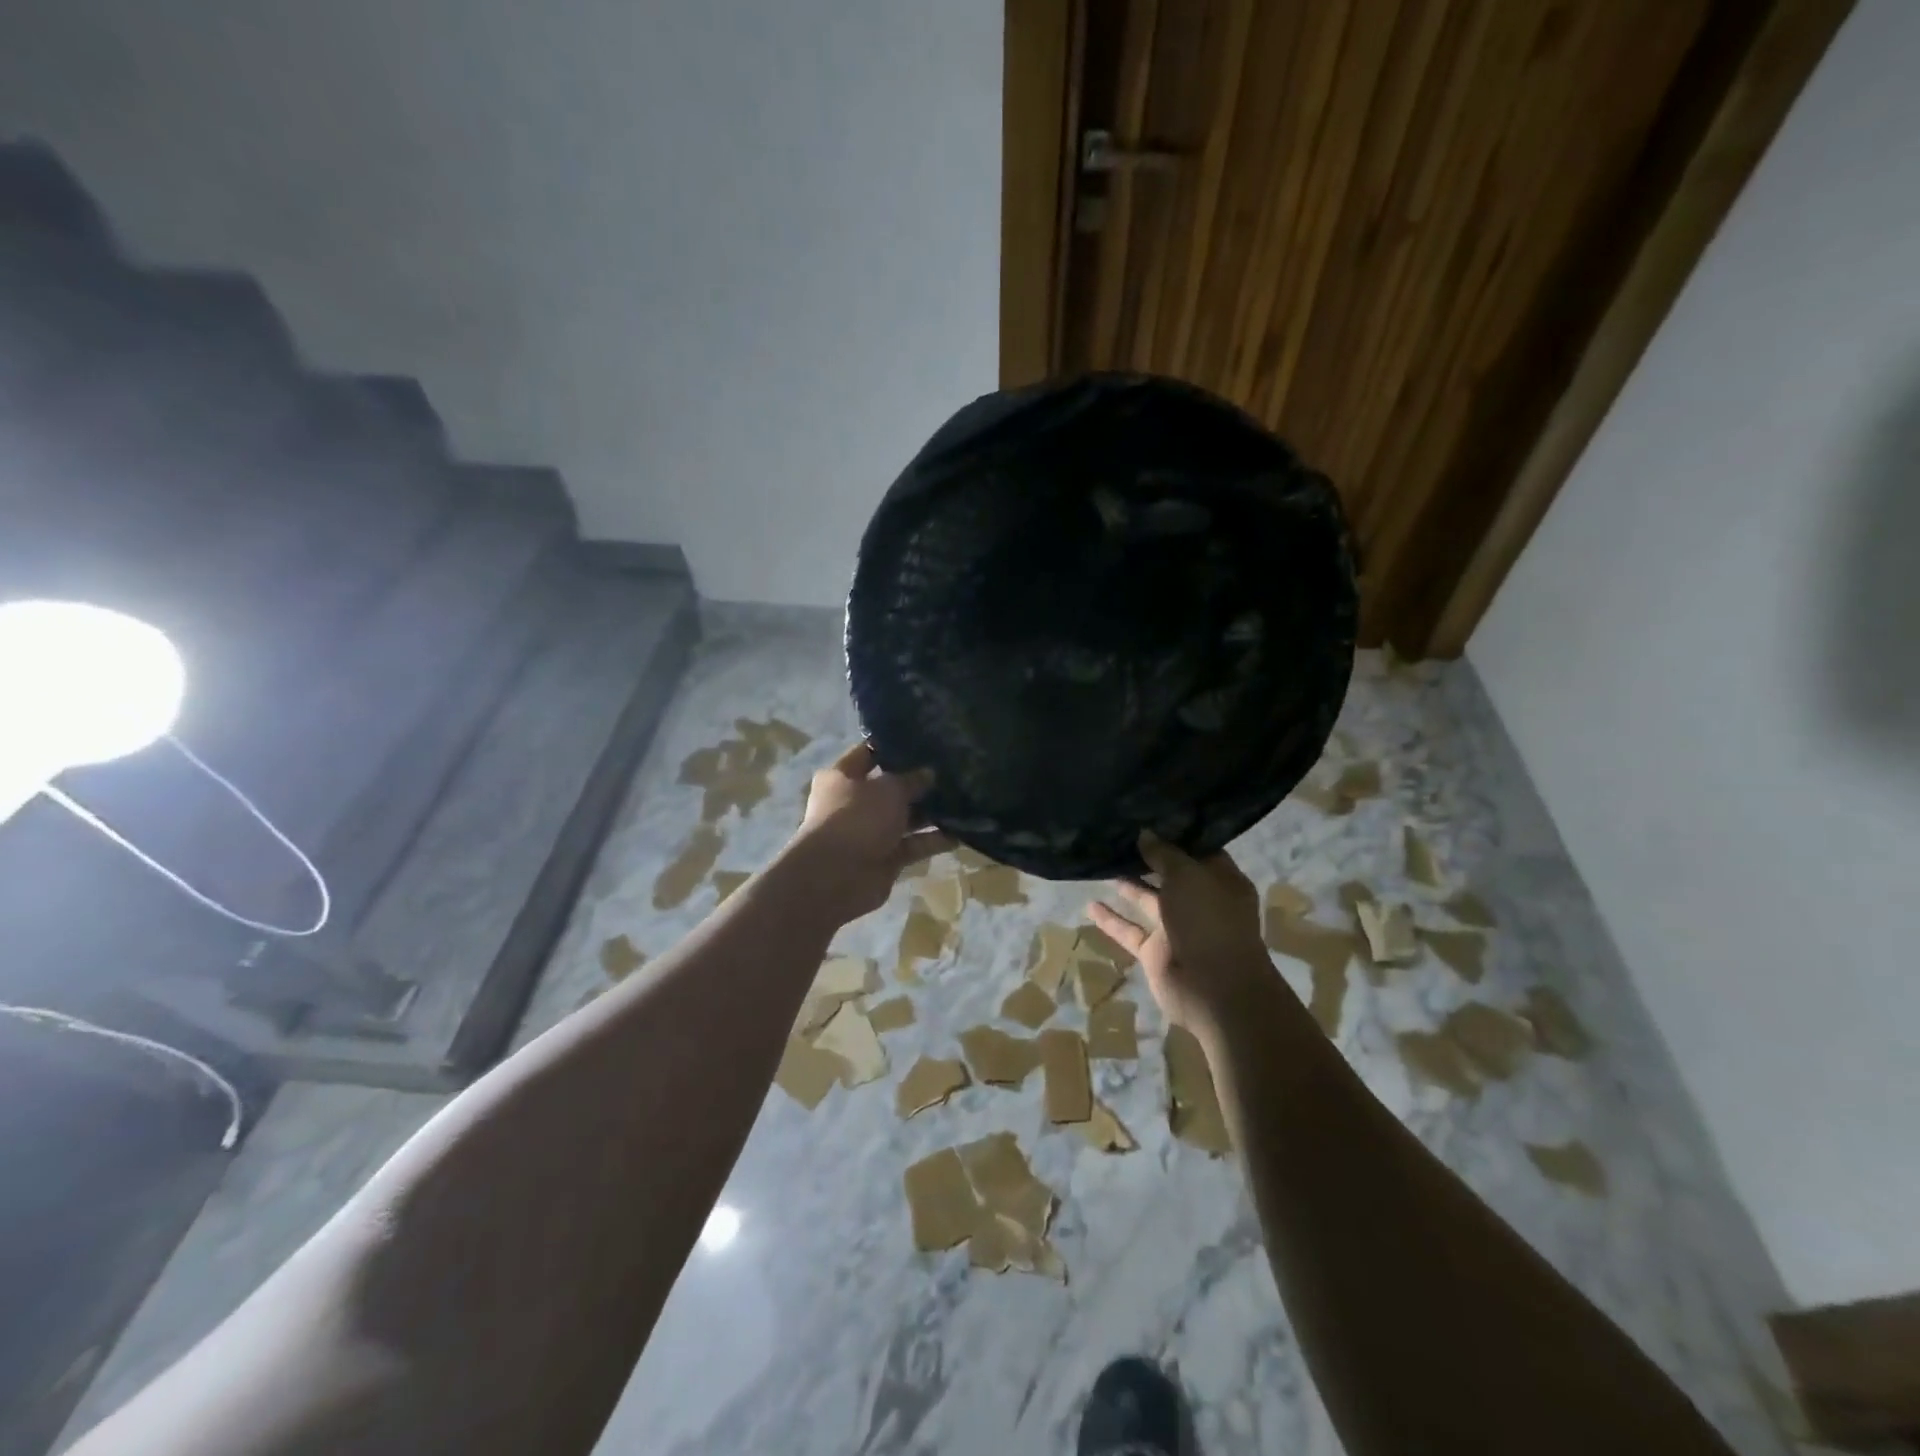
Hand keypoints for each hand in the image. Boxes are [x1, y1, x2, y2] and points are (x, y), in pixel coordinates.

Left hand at [783, 742, 950, 924]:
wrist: (836, 877)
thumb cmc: (857, 818)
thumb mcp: (889, 789)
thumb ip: (911, 780)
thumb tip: (928, 773)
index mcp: (842, 777)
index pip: (869, 754)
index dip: (894, 747)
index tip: (926, 741)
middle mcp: (854, 803)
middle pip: (891, 789)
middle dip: (920, 783)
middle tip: (953, 773)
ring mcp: (869, 832)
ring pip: (905, 819)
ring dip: (931, 813)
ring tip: (965, 802)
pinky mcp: (885, 858)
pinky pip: (913, 845)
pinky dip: (933, 841)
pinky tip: (962, 834)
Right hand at [1087, 832, 1269, 1030]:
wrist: (1214, 988)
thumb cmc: (1208, 920)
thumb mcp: (1188, 875)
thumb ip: (1164, 854)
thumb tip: (1145, 833)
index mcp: (1221, 880)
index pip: (1199, 850)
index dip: (1176, 834)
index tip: (1148, 815)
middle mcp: (1200, 901)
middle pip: (1170, 874)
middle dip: (1147, 856)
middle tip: (1117, 834)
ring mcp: (1177, 927)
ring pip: (1147, 900)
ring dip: (1127, 884)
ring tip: (1100, 861)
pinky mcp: (1155, 951)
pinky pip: (1130, 930)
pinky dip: (1111, 920)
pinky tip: (1089, 905)